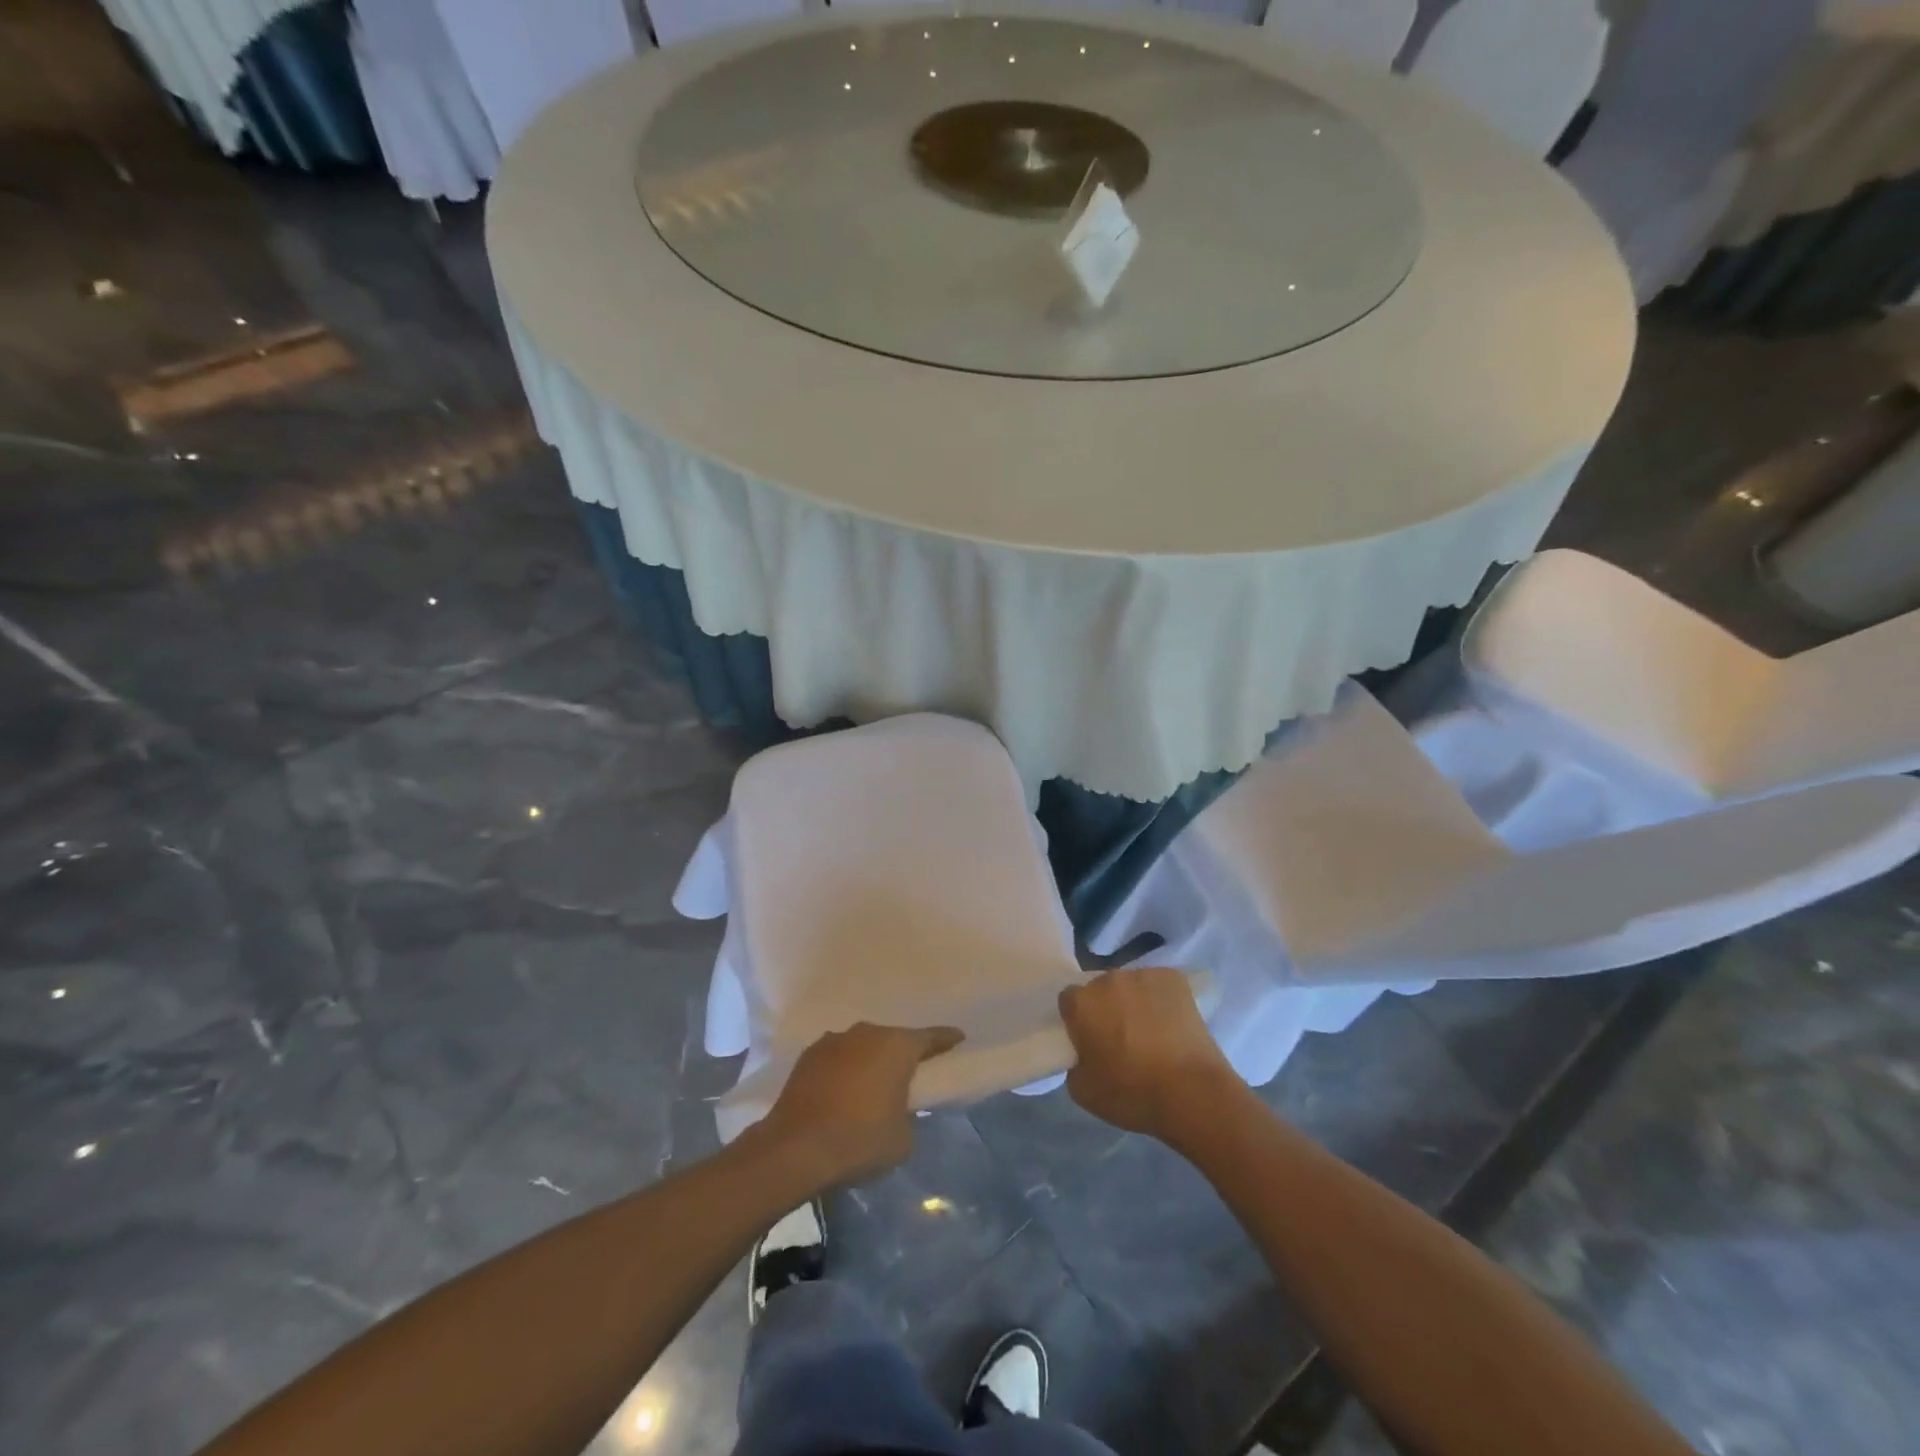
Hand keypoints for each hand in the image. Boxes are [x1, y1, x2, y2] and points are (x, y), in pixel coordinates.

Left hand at [758, 1022, 963, 1186]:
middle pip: (892, 1040)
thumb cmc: (860, 1140)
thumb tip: (899, 1109)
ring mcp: (833, 1041)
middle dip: (901, 1054)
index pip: (930, 1038)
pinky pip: (837, 1058)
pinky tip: (841, 1092)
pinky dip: (843, 1070)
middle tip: (908, 1074)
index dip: (946, 1039)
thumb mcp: (903, 1139)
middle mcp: (866, 1033)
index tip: (958, 1037)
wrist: (795, 1148)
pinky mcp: (807, 1056)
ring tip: (870, 1086)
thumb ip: (910, 1115)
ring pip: (861, 1047)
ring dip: (868, 1061)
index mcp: (896, 1047)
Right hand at [1060, 969, 1245, 1145]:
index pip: (1069, 1001)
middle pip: (1100, 989)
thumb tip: (1085, 1052)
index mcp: (1081, 1003)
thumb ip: (1074, 1062)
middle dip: (1106, 1008)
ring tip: (1151, 1033)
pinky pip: (1158, 985)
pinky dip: (1161, 999)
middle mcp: (1108, 979)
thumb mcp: (1083, 1090)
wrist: (1192, 1093)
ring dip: (1133, 1002)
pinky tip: (1171, 1024)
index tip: (1089, 1040)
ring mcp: (1143, 975)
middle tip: (1120, 1038)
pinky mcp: (1174, 978)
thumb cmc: (1132, 1094)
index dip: (1078, 1020)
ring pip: (1130, 986)